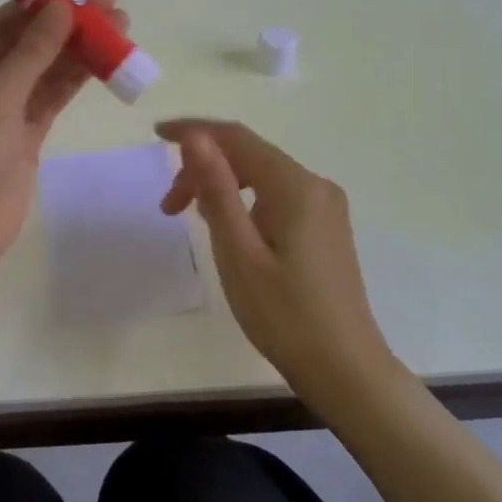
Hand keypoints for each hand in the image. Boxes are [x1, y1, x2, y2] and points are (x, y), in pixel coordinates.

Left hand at [0, 0, 128, 269]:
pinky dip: (76, 80)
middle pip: (29, 42)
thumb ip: (32, 51)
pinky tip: (106, 62)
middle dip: (68, 22)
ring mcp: (3, 109)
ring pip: (46, 69)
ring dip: (79, 49)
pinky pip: (52, 98)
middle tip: (112, 1)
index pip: (4, 21)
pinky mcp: (24, 135)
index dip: (42, 0)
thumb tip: (61, 6)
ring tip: (121, 26)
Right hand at [157, 119, 395, 408]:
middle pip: (248, 155)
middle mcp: (315, 185)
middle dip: (202, 168)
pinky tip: (228, 228)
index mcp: (295, 186)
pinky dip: (243, 200)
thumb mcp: (238, 251)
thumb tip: (195, 137)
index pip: (236, 138)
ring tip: (190, 218)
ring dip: (221, 185)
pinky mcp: (325, 227)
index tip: (156, 134)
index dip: (194, 131)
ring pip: (260, 175)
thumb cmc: (284, 315)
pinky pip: (275, 195)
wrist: (346, 370)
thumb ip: (216, 189)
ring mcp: (325, 206)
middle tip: (168, 207)